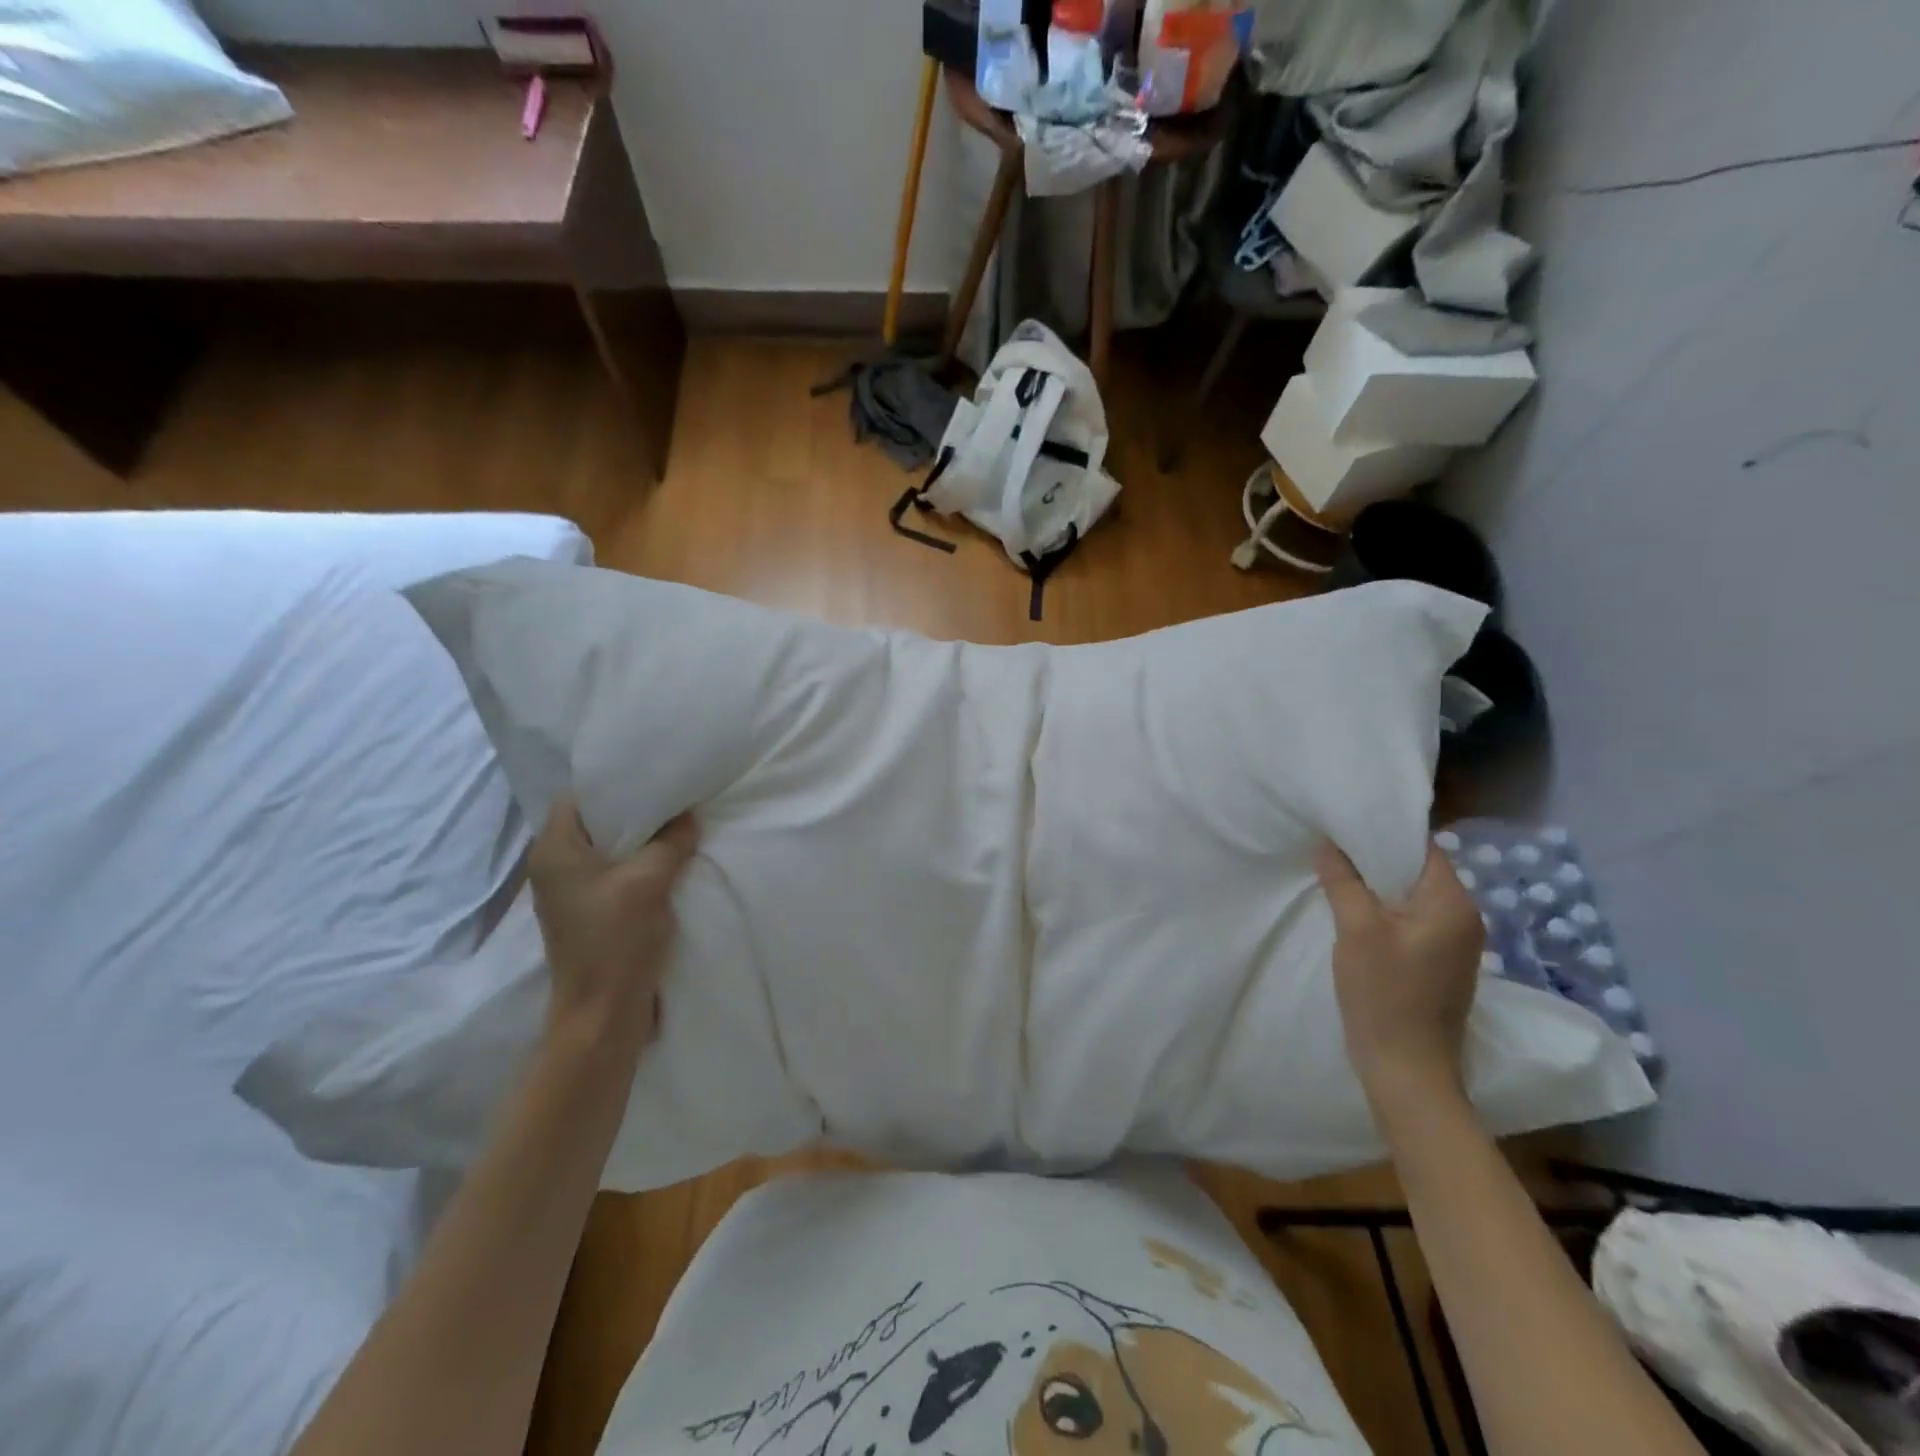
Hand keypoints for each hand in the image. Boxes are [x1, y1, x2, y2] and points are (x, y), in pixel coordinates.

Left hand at [527, 797, 698, 1051]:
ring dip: (643, 838)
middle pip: (597, 820)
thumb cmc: (616, 941)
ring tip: (680, 822)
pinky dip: (642, 861)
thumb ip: (671, 842)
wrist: (604, 1012)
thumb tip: (688, 816)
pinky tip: (673, 858)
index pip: (579, 796)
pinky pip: (617, 870)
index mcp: (555, 851)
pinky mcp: (592, 909)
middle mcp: (556, 865)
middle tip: (676, 794)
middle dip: (636, 808)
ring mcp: (573, 890)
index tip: (655, 773)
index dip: (615, 782)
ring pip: (610, 847)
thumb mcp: (649, 882)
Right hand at [1315, 839, 1482, 1102]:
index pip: (1424, 848)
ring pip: (1413, 898)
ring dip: (1379, 887)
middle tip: (1333, 847)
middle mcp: (1465, 919)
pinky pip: (1413, 922)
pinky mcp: (1441, 966)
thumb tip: (1329, 845)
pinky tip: (1356, 914)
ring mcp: (1456, 946)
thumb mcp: (1357, 930)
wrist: (1407, 1069)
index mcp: (1454, 904)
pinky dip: (1386, 912)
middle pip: (1418, 872)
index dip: (1385, 833)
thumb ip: (1344, 881)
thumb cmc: (1384, 994)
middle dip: (1376, 859)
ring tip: (1338, 876)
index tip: (1345, 824)